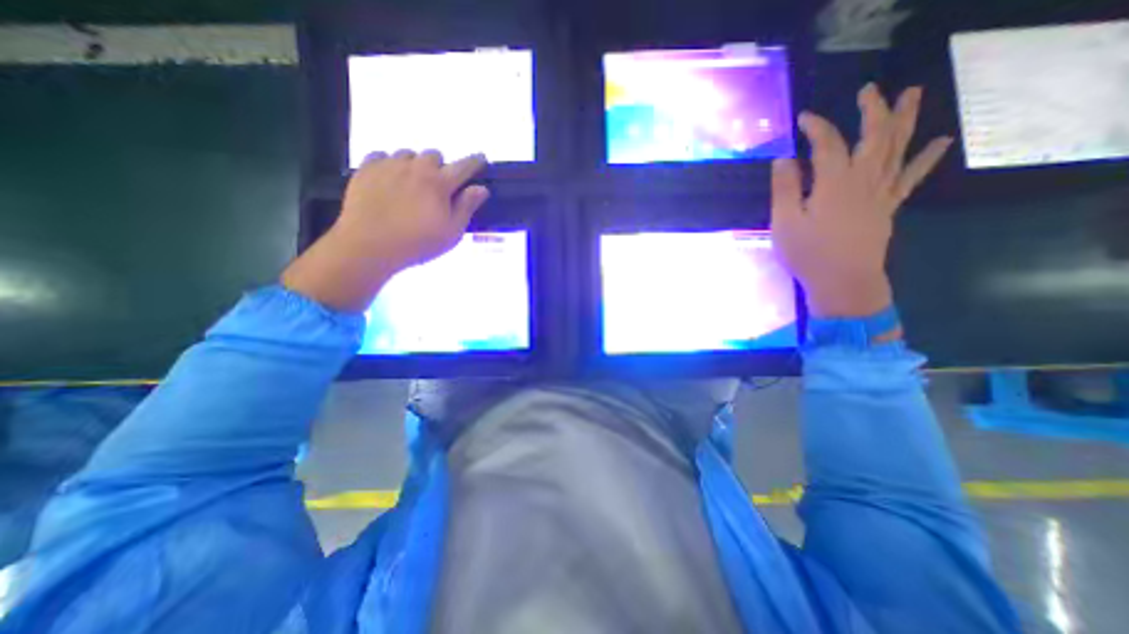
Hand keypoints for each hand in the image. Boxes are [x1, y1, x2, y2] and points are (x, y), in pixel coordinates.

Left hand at [281, 150, 486, 313]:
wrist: (369, 245)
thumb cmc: (417, 243)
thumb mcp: (452, 232)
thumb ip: (466, 207)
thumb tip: (481, 189)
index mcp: (440, 183)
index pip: (463, 166)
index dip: (475, 162)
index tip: (481, 159)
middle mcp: (415, 167)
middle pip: (434, 155)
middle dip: (440, 167)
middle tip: (438, 186)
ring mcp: (388, 165)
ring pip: (408, 154)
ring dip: (415, 165)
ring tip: (412, 184)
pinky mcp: (366, 169)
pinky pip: (382, 156)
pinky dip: (390, 165)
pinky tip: (389, 181)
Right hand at [772, 85, 944, 315]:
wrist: (843, 282)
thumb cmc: (808, 254)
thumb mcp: (784, 223)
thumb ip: (784, 190)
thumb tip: (783, 160)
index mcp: (834, 183)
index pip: (828, 144)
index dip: (817, 127)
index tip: (804, 118)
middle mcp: (864, 180)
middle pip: (875, 136)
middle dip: (871, 110)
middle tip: (868, 90)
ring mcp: (881, 192)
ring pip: (898, 148)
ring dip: (905, 119)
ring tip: (912, 94)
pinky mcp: (888, 207)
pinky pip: (911, 177)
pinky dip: (926, 158)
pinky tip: (940, 141)